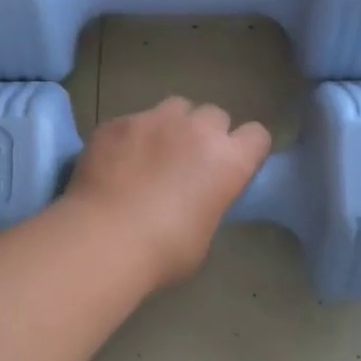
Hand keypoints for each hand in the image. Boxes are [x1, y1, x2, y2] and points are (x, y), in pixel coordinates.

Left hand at [63, 98, 270, 288]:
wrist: (103, 240)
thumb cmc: (163, 251)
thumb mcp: (204, 236)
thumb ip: (209, 204)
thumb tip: (197, 200)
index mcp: (229, 161)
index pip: (257, 136)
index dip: (246, 150)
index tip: (232, 167)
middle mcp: (197, 130)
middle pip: (215, 115)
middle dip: (206, 133)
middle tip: (189, 162)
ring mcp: (154, 120)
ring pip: (175, 108)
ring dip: (171, 126)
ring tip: (153, 153)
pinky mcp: (117, 122)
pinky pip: (133, 120)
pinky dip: (131, 137)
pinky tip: (116, 162)